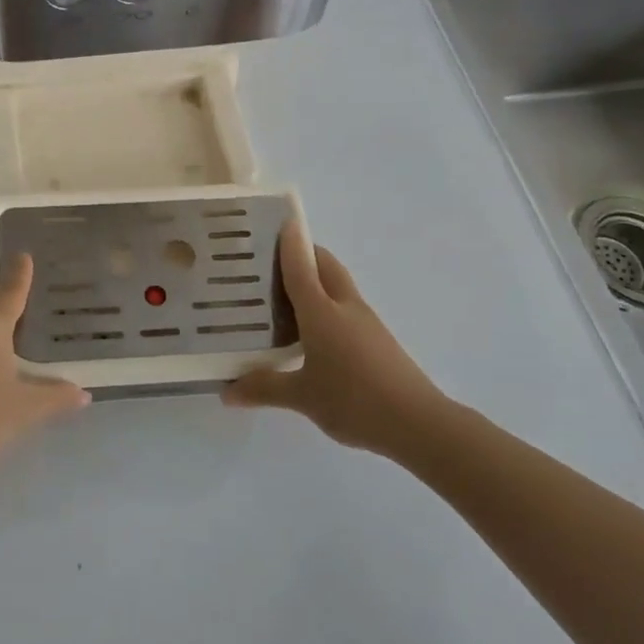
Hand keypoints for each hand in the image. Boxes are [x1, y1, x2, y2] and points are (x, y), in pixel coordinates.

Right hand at [224, 220, 454, 456]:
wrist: (418, 423)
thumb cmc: (354, 400)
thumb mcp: (302, 397)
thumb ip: (264, 388)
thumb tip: (226, 392)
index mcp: (322, 311)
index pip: (301, 265)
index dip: (290, 242)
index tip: (278, 220)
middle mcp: (344, 307)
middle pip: (325, 266)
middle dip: (304, 254)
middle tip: (270, 261)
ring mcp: (365, 322)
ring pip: (337, 286)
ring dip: (315, 279)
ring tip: (283, 293)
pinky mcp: (376, 340)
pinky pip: (345, 308)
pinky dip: (326, 305)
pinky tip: (310, 331)